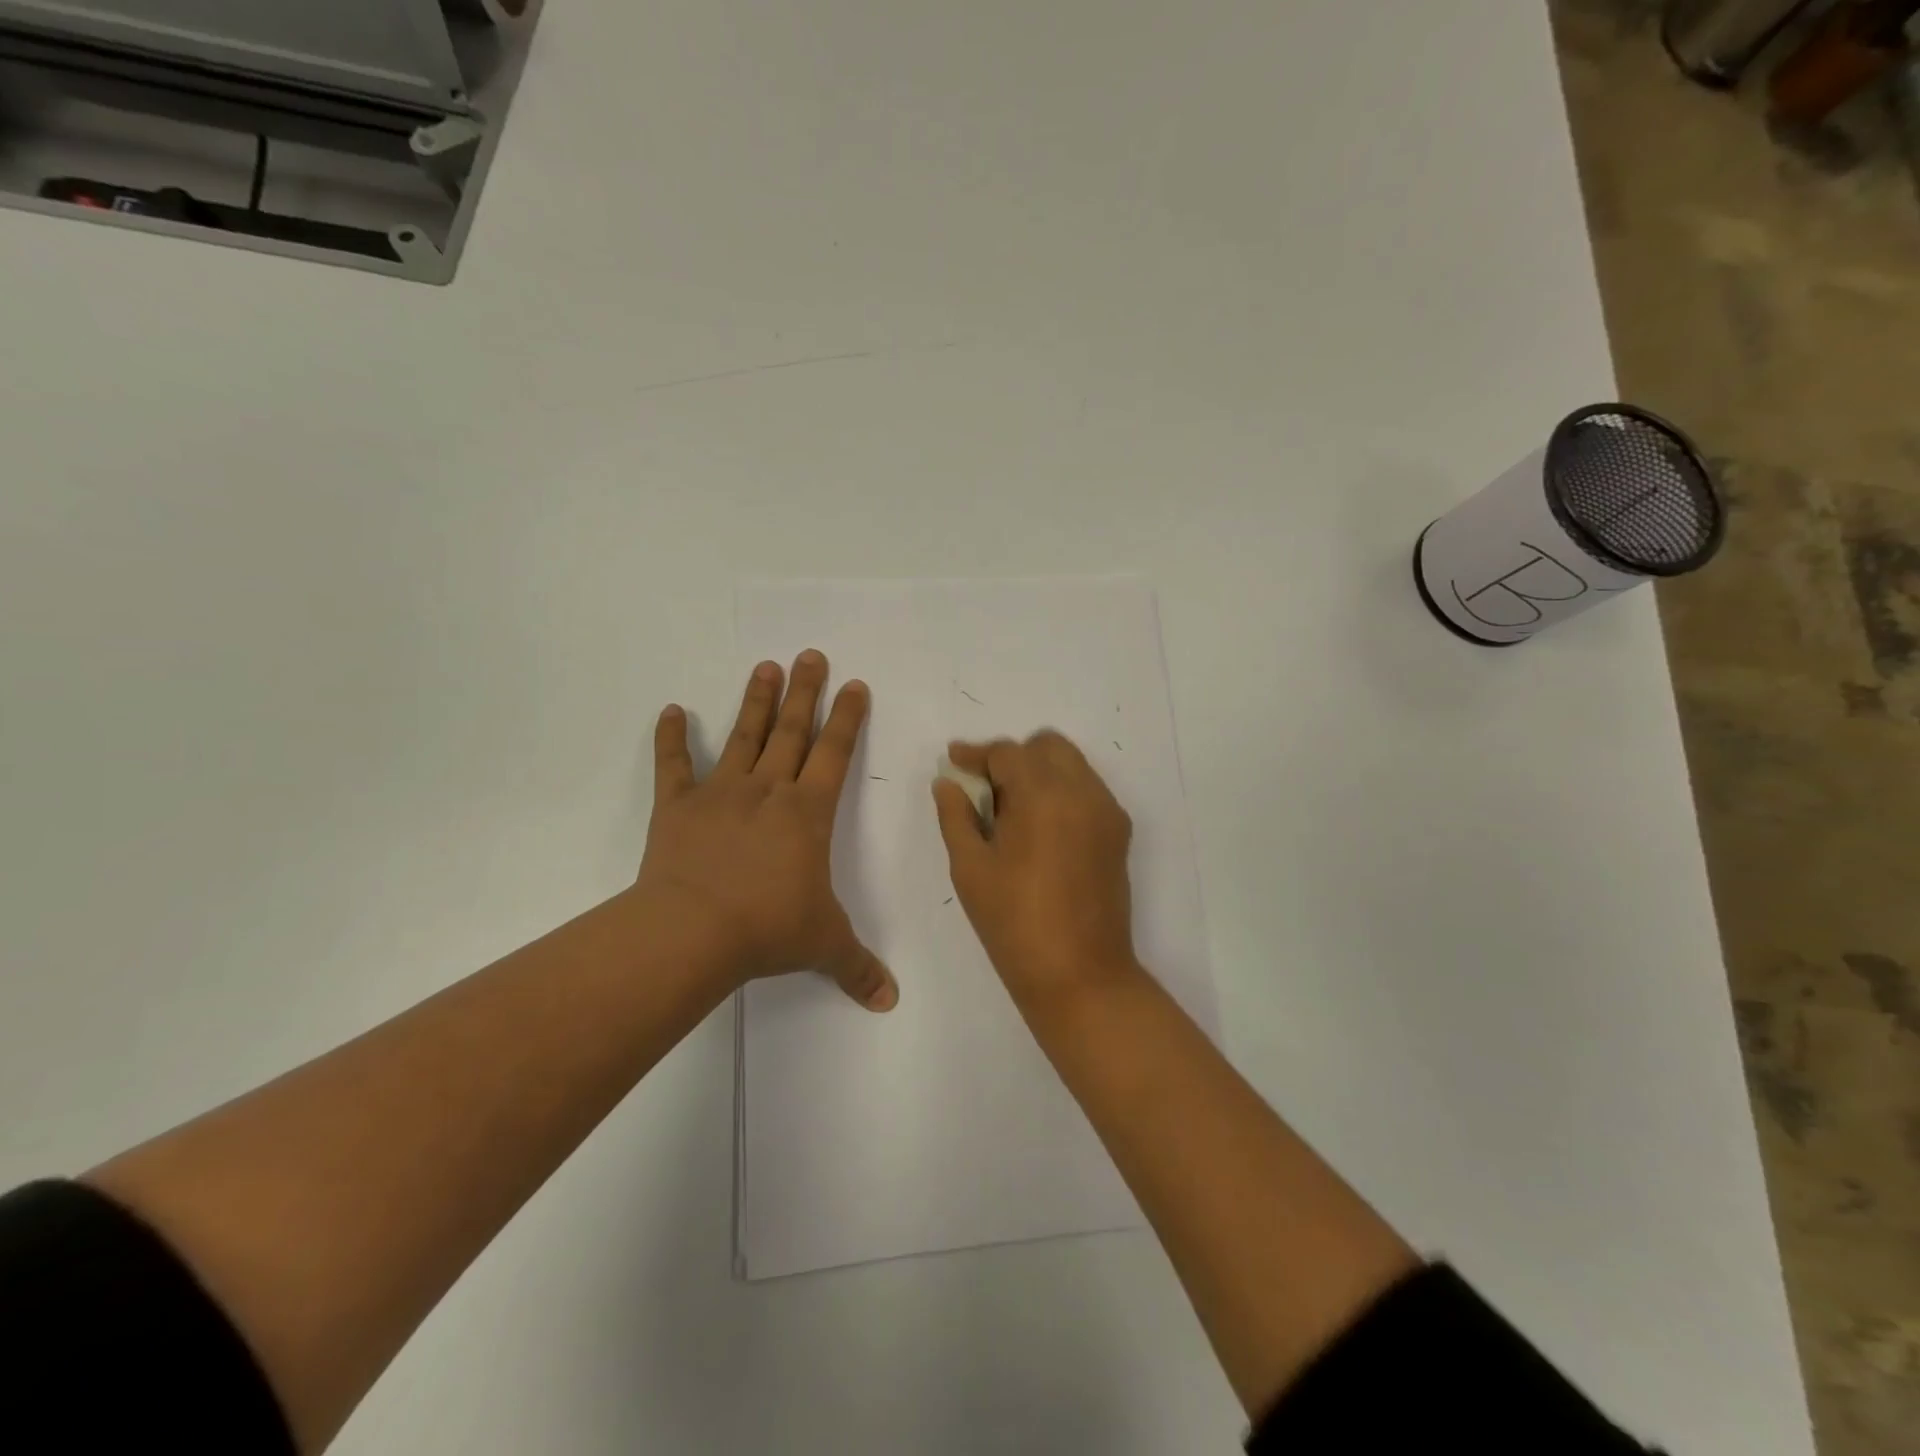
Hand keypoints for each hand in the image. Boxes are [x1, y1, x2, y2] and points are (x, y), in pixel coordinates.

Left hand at [637, 651, 897, 1010]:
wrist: (693, 931)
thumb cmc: (768, 929)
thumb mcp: (824, 946)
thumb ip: (859, 968)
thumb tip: (891, 1002)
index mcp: (808, 813)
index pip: (835, 754)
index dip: (847, 719)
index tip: (854, 685)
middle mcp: (768, 791)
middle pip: (792, 732)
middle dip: (806, 692)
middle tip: (811, 654)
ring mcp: (720, 794)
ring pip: (744, 737)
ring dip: (757, 702)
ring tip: (766, 666)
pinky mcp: (678, 807)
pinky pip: (674, 766)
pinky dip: (671, 738)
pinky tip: (670, 710)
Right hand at [933, 731, 1138, 1007]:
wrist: (1080, 975)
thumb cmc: (1014, 923)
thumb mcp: (971, 869)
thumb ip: (955, 816)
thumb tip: (948, 782)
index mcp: (1044, 795)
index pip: (1008, 753)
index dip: (976, 754)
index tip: (953, 761)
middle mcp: (1083, 791)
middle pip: (1046, 747)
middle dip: (1012, 758)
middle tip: (984, 790)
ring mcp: (1107, 811)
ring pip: (1071, 765)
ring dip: (1039, 772)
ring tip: (1011, 813)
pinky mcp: (1119, 832)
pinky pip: (1087, 791)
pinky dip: (1061, 792)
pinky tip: (1039, 830)